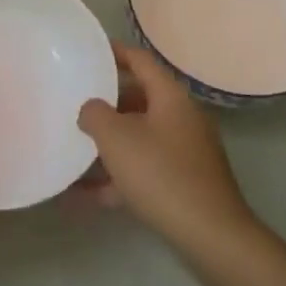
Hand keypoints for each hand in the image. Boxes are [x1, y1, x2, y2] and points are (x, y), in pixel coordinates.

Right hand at [78, 43, 259, 260]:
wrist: (210, 235)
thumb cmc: (161, 174)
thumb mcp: (117, 138)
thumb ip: (95, 114)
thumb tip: (91, 109)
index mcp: (170, 97)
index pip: (140, 60)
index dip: (114, 52)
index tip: (89, 50)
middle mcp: (181, 117)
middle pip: (139, 98)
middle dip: (106, 102)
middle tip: (76, 102)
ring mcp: (185, 151)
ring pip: (140, 137)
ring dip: (109, 144)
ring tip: (74, 148)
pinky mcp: (184, 182)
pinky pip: (144, 169)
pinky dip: (118, 177)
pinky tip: (85, 195)